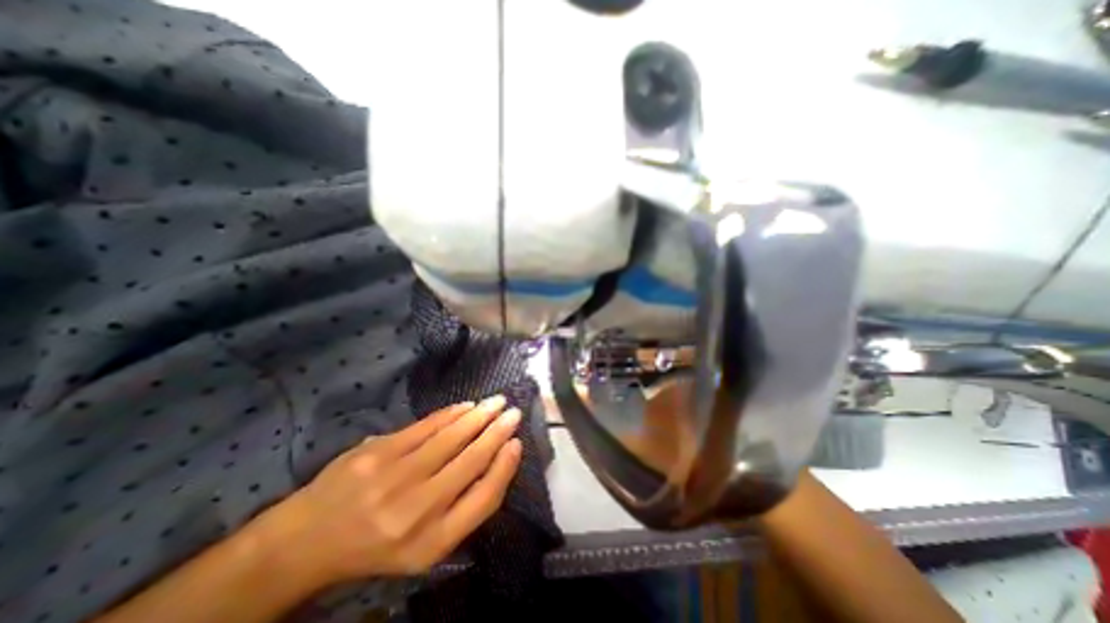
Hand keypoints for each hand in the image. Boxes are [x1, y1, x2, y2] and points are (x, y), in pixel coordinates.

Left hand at [263, 397, 523, 585]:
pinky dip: (451, 413)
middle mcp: (417, 511)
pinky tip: (466, 406)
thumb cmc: (377, 544)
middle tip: (513, 412)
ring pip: (452, 437)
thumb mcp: (425, 546)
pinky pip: (426, 426)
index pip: (484, 498)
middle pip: (471, 461)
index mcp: (432, 542)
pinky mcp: (378, 452)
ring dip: (479, 416)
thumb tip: (497, 461)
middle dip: (497, 432)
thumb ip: (463, 509)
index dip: (505, 467)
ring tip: (496, 402)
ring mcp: (395, 477)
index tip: (517, 443)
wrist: (308, 539)